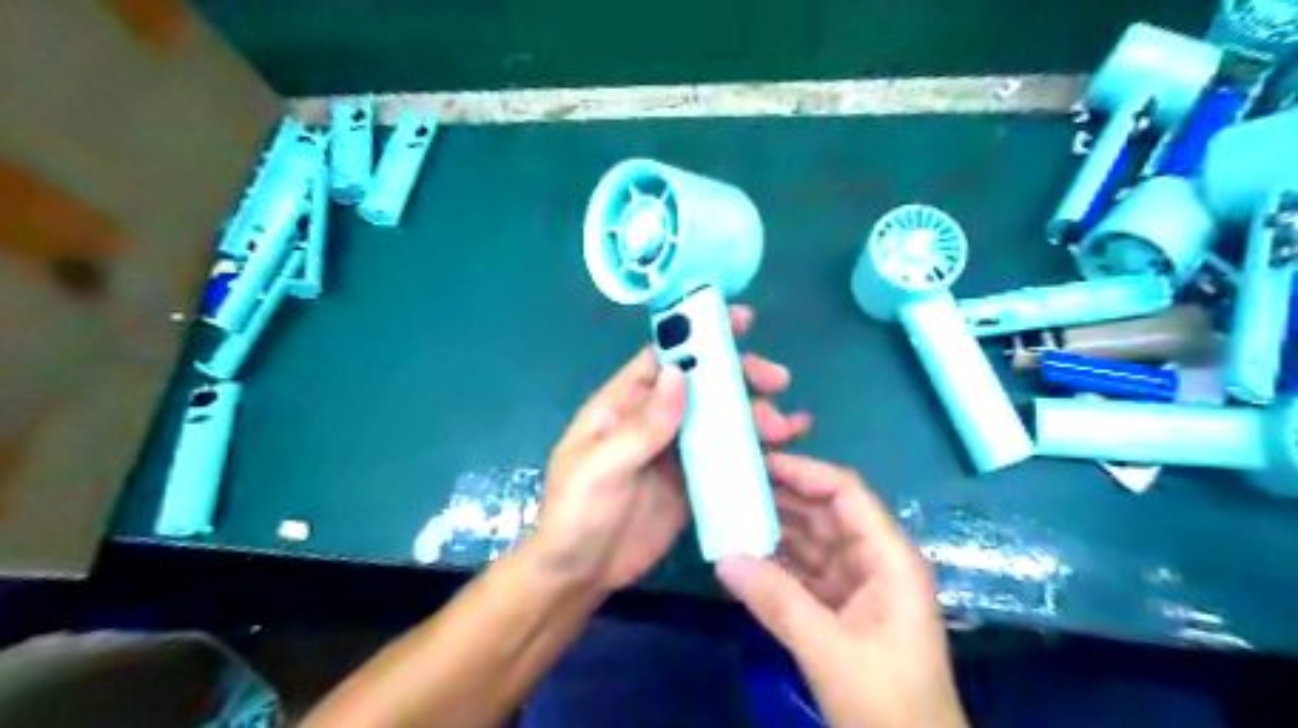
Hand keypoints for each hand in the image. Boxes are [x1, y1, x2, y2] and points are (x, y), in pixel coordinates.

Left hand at [533, 304, 807, 594]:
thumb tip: (680, 372)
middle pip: (702, 385)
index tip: (739, 322)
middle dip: (740, 376)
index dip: (698, 335)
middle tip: (777, 380)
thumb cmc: (577, 513)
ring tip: (786, 427)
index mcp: (623, 403)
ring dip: (755, 415)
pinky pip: (727, 457)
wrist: (580, 573)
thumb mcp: (602, 467)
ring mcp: (676, 451)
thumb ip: (642, 425)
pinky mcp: (693, 482)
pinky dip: (755, 451)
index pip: (664, 357)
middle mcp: (654, 419)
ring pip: (721, 419)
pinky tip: (784, 452)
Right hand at [715, 456, 967, 727]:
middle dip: (783, 497)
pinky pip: (805, 573)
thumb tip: (723, 558)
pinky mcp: (841, 610)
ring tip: (730, 512)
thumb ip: (776, 600)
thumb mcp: (828, 649)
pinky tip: (744, 555)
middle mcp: (874, 562)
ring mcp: (858, 586)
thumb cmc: (886, 701)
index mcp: (888, 558)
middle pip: (826, 513)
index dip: (805, 472)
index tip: (760, 464)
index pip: (846, 493)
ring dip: (775, 529)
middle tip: (733, 484)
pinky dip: (777, 563)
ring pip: (812, 542)